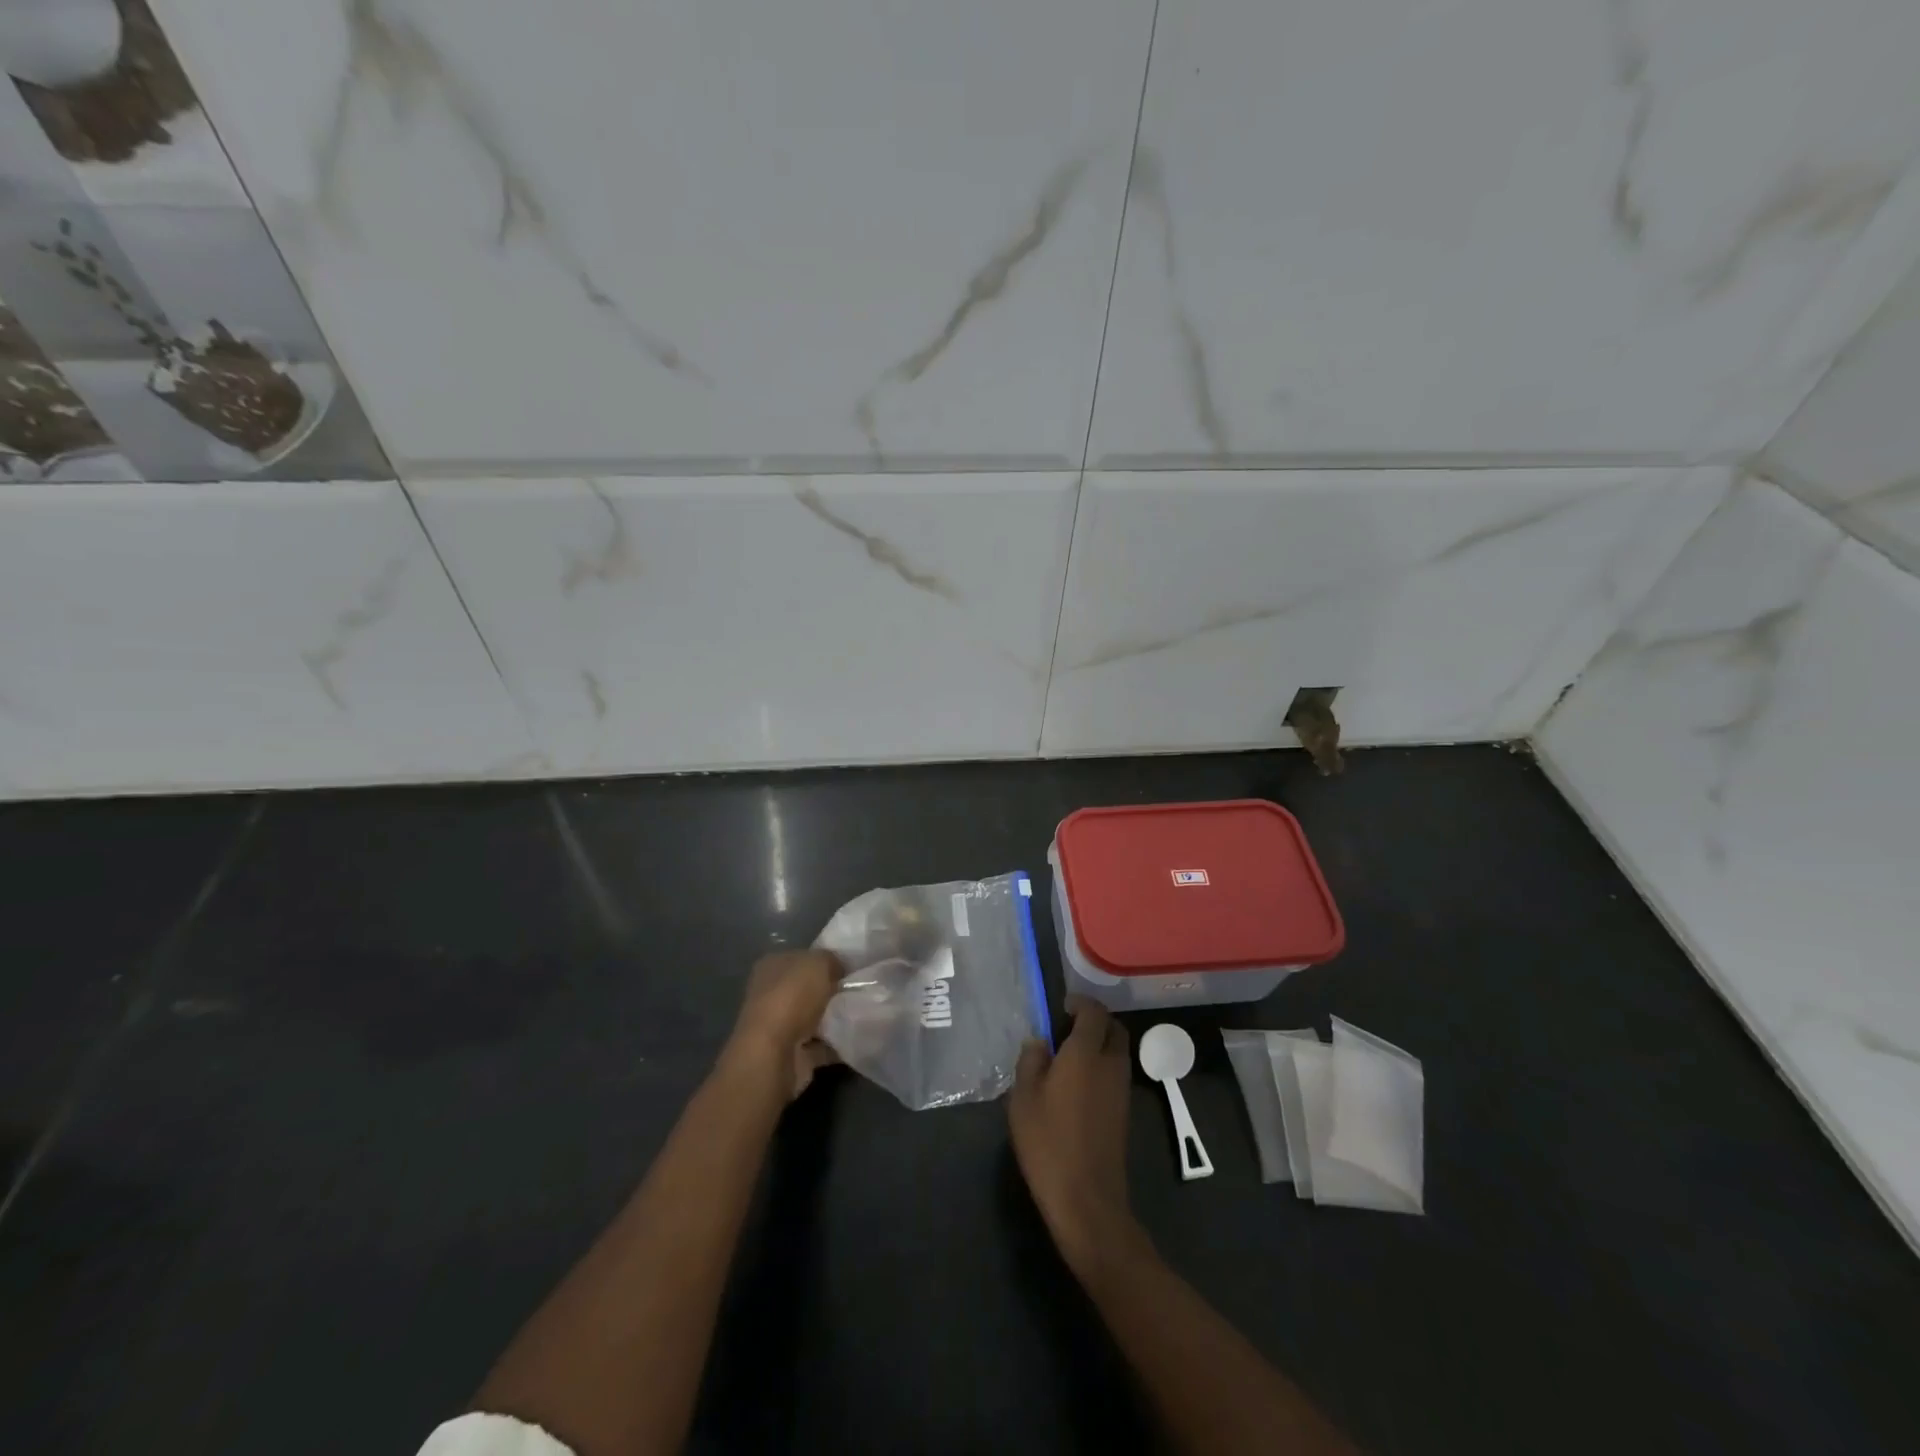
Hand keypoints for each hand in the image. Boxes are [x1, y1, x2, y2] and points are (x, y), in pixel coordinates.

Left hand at [726, 949, 845, 1099]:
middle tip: (860, 990)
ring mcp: (778, 1026)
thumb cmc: (792, 998)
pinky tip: (856, 1036)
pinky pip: (820, 1044)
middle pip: (808, 989)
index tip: (851, 968)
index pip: (801, 958)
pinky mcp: (791, 1053)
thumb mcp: (819, 963)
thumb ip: (832, 960)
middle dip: (832, 991)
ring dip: (834, 1018)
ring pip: (814, 1017)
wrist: (775, 1054)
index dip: (826, 961)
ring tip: (862, 1013)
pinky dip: (836, 1043)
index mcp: (771, 966)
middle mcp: (770, 994)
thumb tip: (840, 969)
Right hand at [1008, 996, 1143, 1274]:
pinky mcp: (1123, 1112)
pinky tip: (1077, 1085)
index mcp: (1086, 1053)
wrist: (1086, 1199)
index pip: (1093, 1012)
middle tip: (1066, 1027)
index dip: (1079, 1003)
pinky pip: (1116, 1073)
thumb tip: (1039, 1041)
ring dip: (1099, 1044)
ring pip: (1117, 1051)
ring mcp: (1121, 1089)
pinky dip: (1101, 1067)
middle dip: (1094, 1020)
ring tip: (1068, 1056)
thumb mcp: (1024, 1098)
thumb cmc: (1048, 1141)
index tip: (1060, 1007)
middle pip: (1113, 1028)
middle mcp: (1110, 1064)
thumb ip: (1030, 1061)